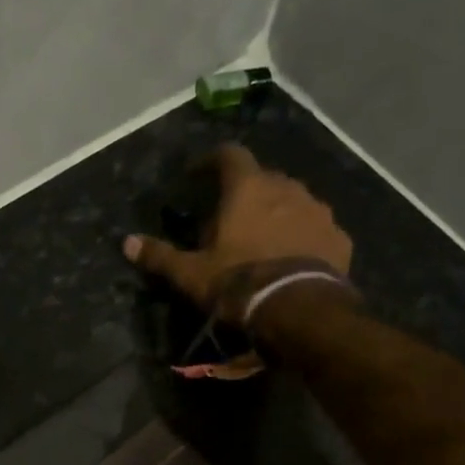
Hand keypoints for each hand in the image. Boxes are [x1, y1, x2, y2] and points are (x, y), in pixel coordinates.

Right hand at [123, 144, 354, 321]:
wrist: (299, 309)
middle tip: (230, 220)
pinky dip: (302, 236)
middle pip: (262, 179)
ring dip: (277, 213)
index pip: (229, 155)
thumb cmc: (239, 283)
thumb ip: (161, 256)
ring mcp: (318, 210)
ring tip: (263, 240)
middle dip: (245, 194)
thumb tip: (127, 243)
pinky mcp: (338, 236)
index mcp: (248, 188)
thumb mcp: (191, 274)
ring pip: (292, 201)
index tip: (198, 174)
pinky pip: (315, 228)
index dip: (211, 161)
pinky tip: (293, 258)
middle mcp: (287, 187)